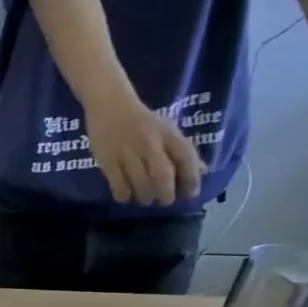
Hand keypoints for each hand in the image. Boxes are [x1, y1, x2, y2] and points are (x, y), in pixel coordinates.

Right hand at [84, 95, 205, 205]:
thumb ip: (181, 150)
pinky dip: (124, 195)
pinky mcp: (108, 160)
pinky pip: (118, 185)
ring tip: (144, 200)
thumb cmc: (141, 119)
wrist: (110, 105)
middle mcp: (150, 143)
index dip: (191, 179)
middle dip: (166, 194)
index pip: (186, 158)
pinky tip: (125, 196)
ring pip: (140, 184)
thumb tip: (200, 171)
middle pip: (162, 176)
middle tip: (164, 201)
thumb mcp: (166, 130)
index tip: (190, 194)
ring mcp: (127, 152)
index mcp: (168, 134)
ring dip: (145, 197)